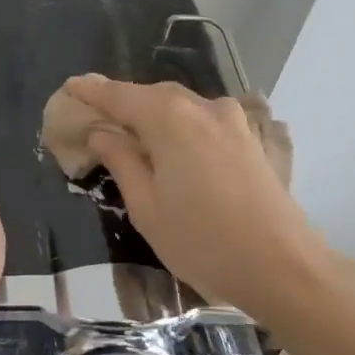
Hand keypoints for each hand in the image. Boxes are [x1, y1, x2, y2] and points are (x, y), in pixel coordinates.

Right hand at [62, 74, 331, 316]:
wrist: (285, 268)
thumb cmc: (204, 243)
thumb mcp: (147, 208)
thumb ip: (122, 161)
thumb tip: (101, 132)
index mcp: (170, 119)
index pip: (120, 96)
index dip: (92, 91)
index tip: (70, 86)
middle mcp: (202, 107)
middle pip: (151, 95)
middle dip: (123, 102)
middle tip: (96, 115)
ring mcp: (232, 120)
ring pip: (180, 105)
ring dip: (152, 113)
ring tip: (132, 132)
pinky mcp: (250, 137)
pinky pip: (203, 119)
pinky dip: (179, 124)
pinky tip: (173, 144)